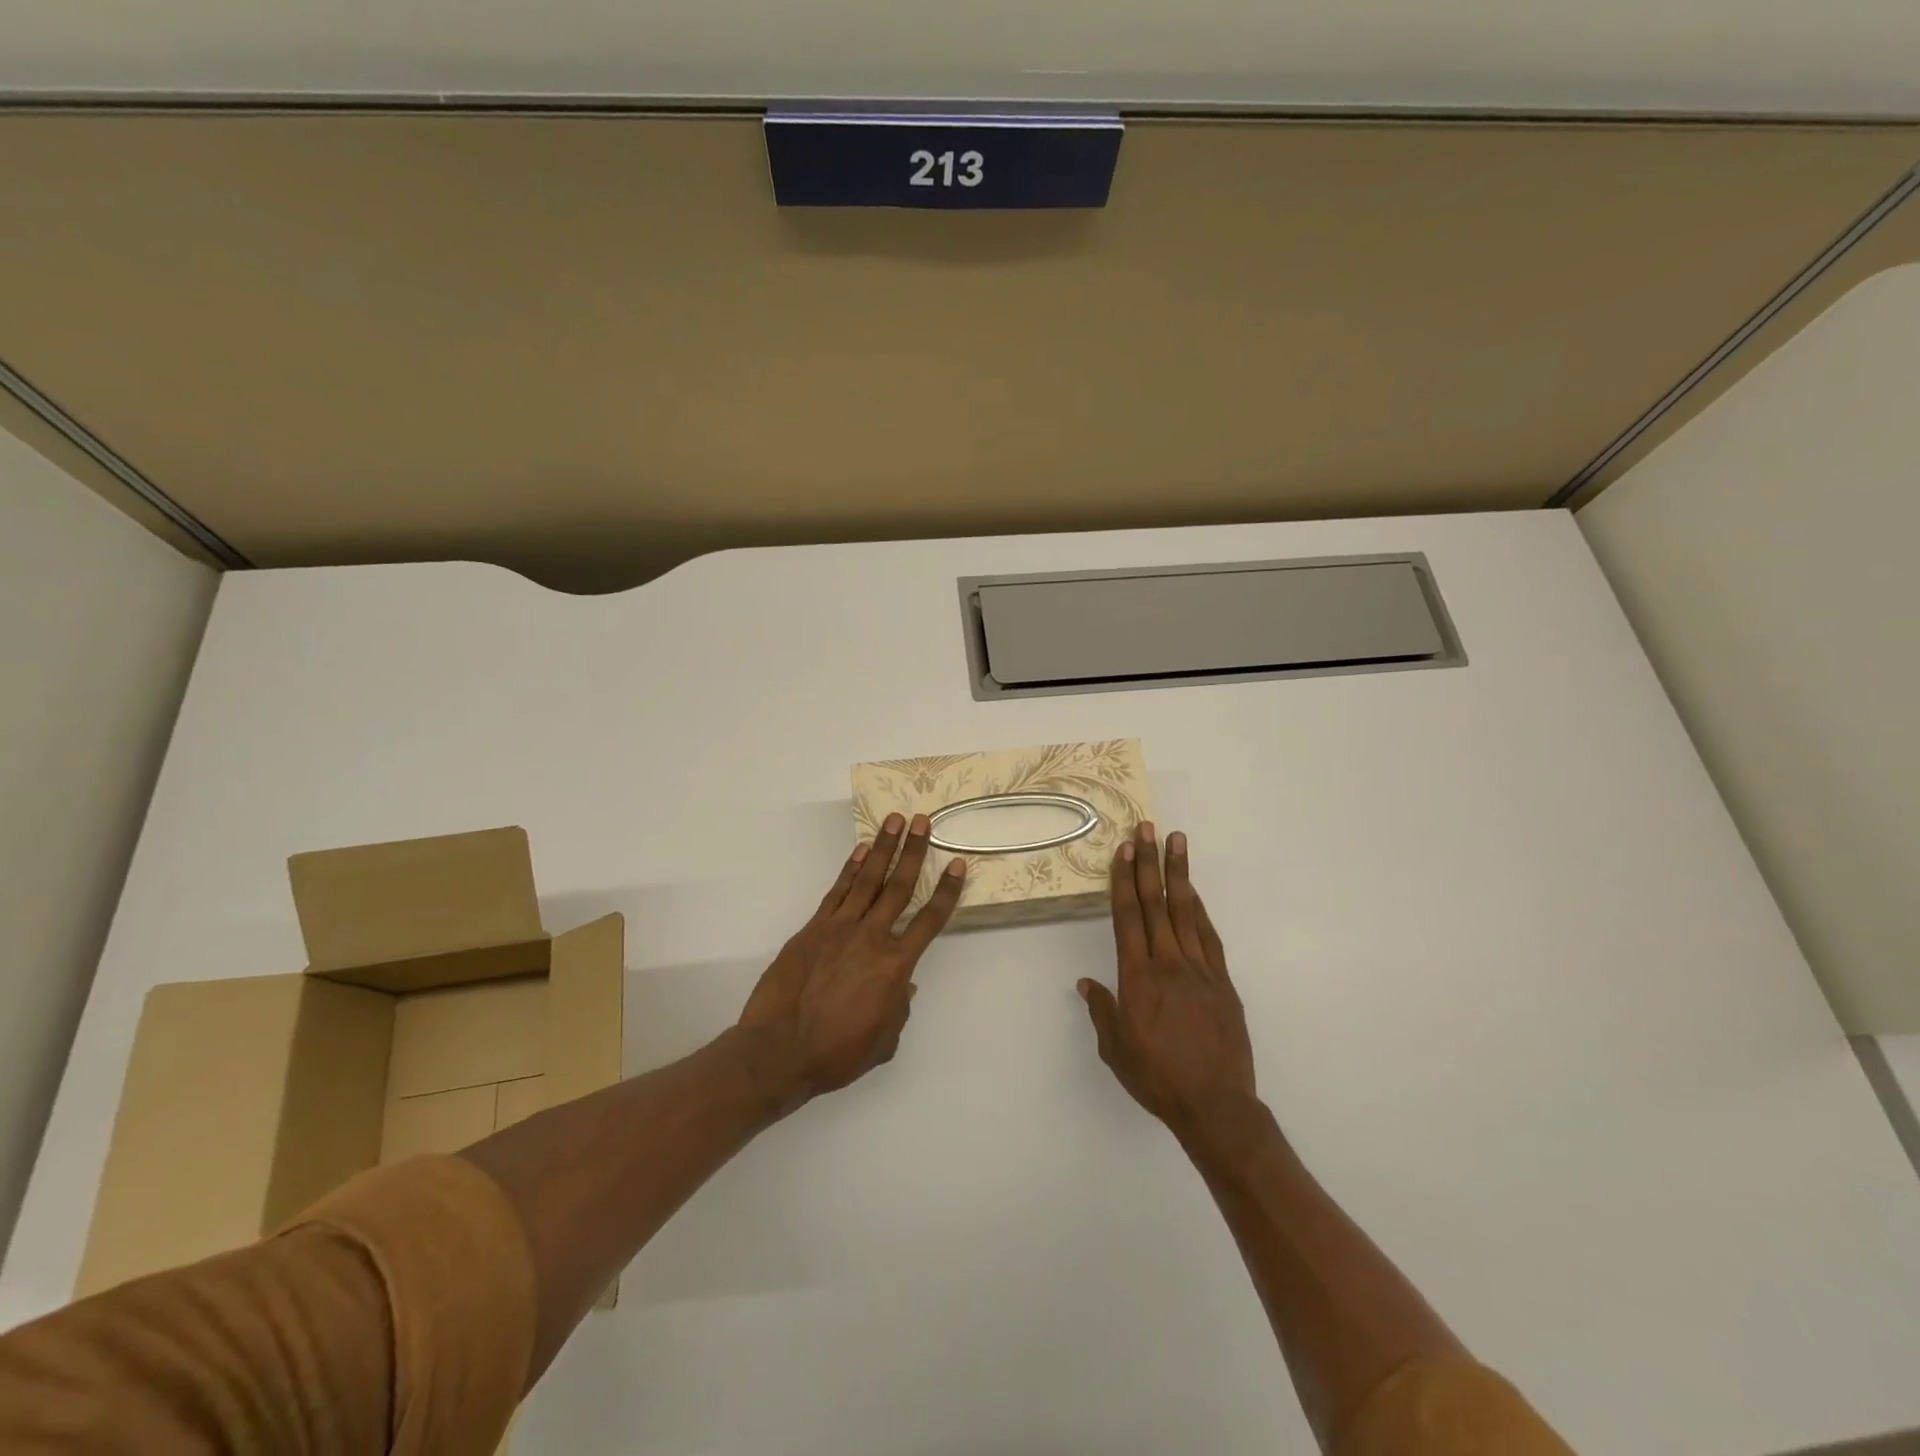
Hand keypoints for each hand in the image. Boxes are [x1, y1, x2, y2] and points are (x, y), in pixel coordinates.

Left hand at [738, 812, 965, 1109]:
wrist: (779, 1051)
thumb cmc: (836, 1054)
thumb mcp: (882, 1041)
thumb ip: (898, 1009)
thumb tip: (902, 987)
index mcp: (896, 966)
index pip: (929, 920)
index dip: (946, 892)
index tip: (958, 866)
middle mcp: (872, 937)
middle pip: (899, 886)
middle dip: (914, 851)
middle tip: (923, 821)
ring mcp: (839, 928)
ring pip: (867, 880)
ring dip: (883, 848)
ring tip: (895, 821)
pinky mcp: (812, 929)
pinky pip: (836, 892)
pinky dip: (849, 869)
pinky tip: (860, 851)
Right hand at [1079, 824, 1256, 1135]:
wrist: (1215, 1105)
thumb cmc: (1157, 1078)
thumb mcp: (1116, 1050)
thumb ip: (1103, 1012)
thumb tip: (1088, 984)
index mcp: (1138, 977)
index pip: (1128, 916)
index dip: (1124, 879)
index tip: (1124, 849)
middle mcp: (1168, 963)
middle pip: (1156, 903)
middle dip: (1149, 863)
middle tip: (1148, 828)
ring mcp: (1200, 969)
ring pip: (1186, 911)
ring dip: (1179, 874)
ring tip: (1177, 842)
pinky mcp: (1222, 982)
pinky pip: (1209, 936)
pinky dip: (1200, 910)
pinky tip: (1195, 893)